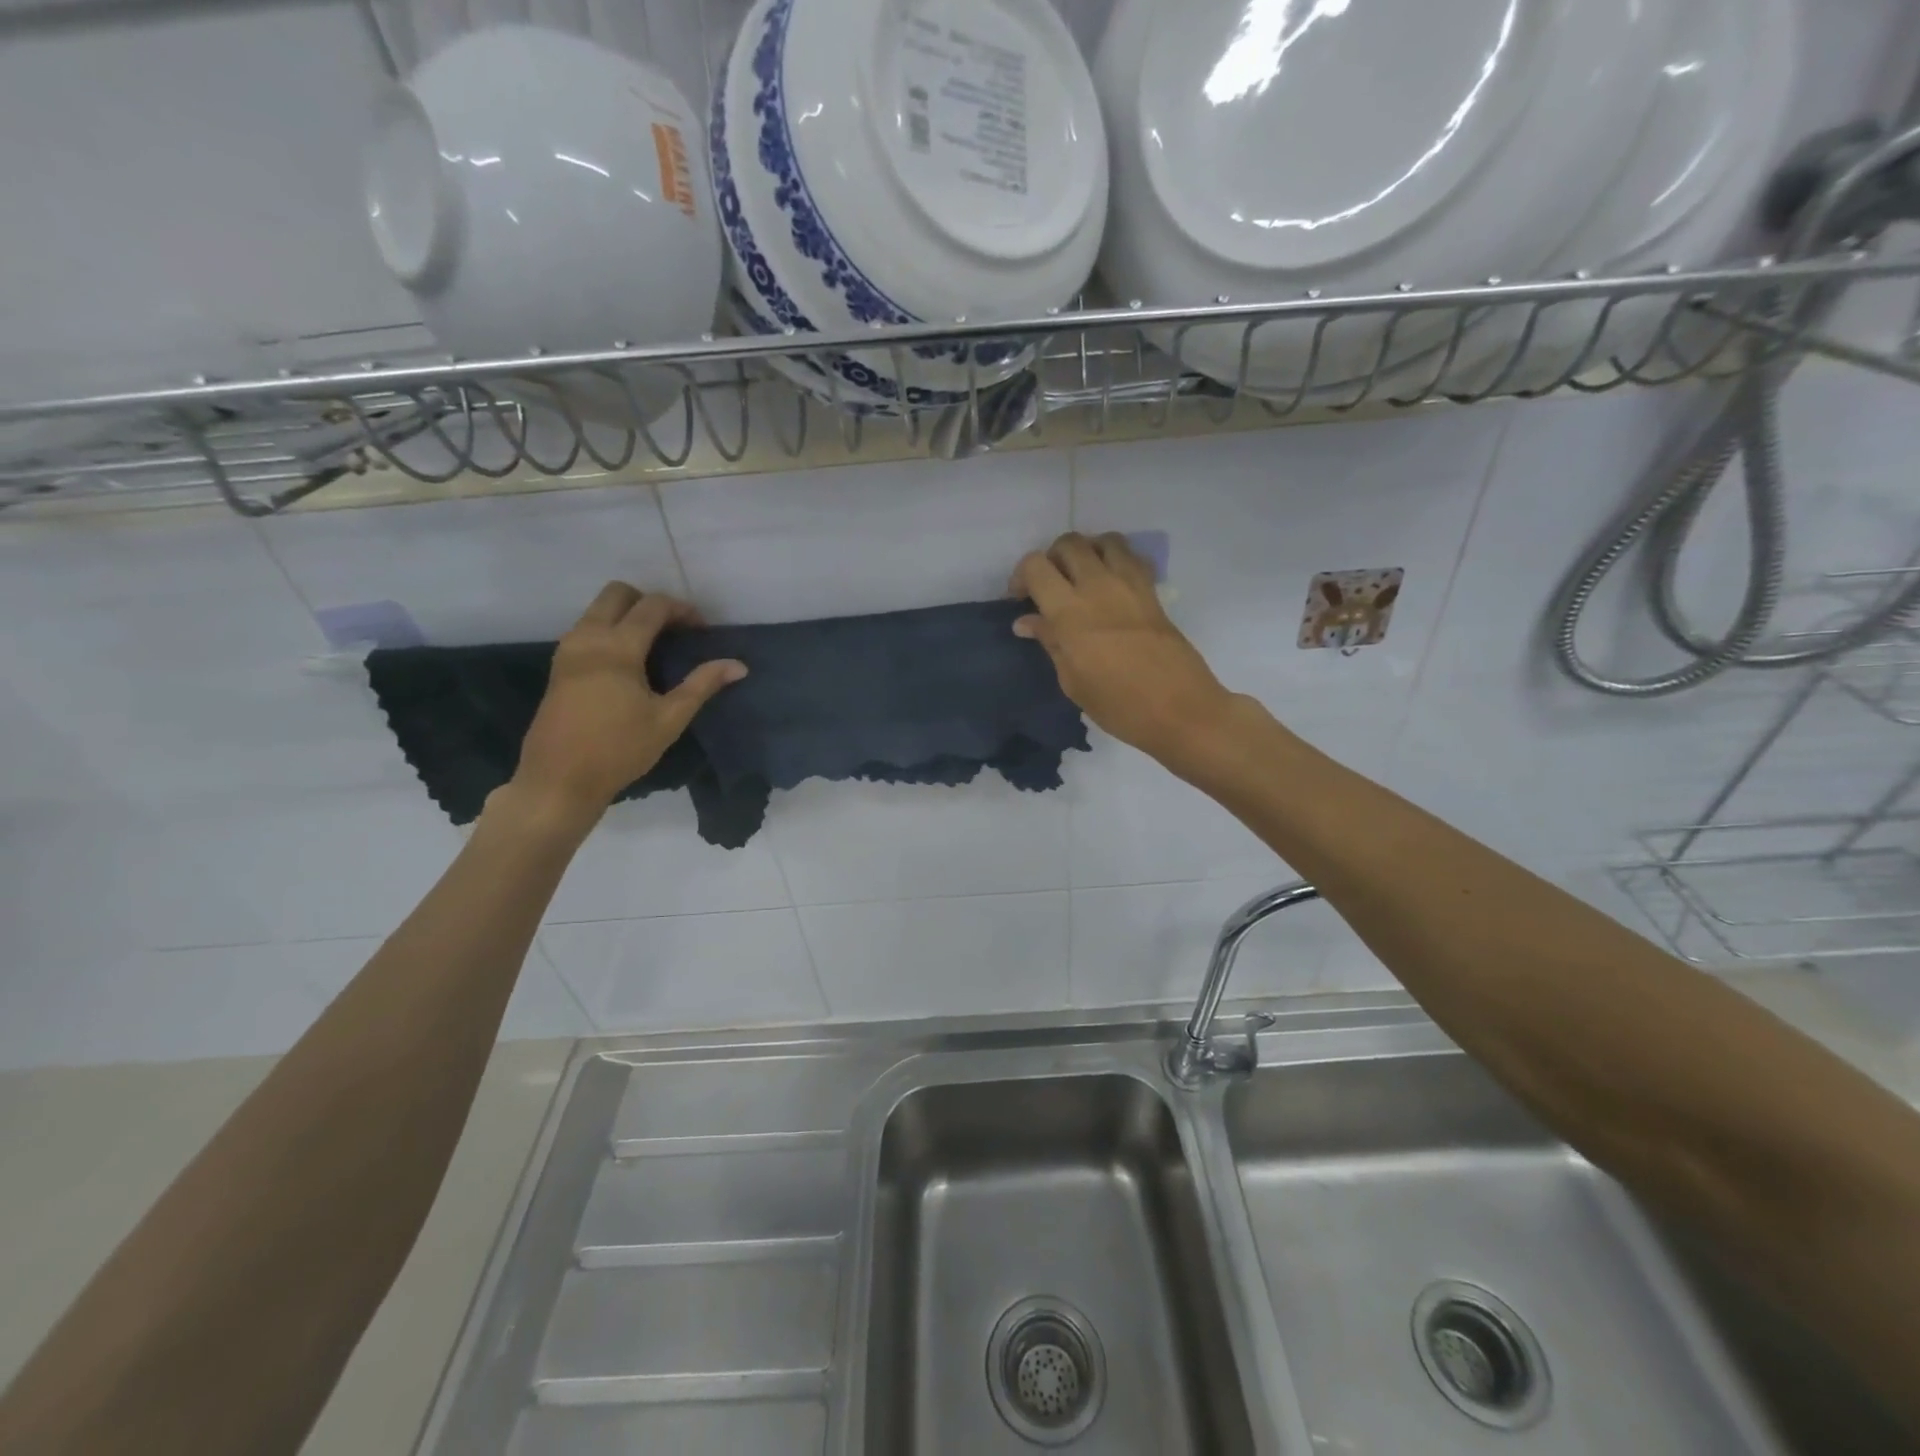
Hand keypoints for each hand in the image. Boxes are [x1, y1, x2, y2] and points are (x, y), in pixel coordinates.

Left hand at [511, 582, 745, 823]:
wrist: (558, 780)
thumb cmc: (619, 750)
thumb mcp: (669, 719)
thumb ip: (702, 685)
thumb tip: (738, 665)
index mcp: (617, 648)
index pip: (652, 606)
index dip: (682, 610)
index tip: (703, 630)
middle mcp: (588, 637)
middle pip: (618, 593)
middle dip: (650, 602)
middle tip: (675, 629)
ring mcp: (568, 650)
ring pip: (598, 609)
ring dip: (628, 615)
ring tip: (656, 645)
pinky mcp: (559, 666)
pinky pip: (587, 628)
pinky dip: (611, 629)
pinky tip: (630, 662)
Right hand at [1012, 533, 1235, 765]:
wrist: (1180, 710)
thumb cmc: (1119, 706)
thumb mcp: (1073, 681)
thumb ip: (1051, 642)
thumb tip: (1028, 622)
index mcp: (1070, 612)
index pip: (1035, 566)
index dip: (1021, 577)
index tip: (1021, 600)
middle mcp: (1098, 587)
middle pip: (1069, 543)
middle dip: (1052, 558)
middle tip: (1050, 587)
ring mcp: (1130, 585)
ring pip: (1104, 540)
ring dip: (1088, 552)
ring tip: (1082, 578)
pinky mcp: (1153, 592)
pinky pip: (1132, 557)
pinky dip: (1117, 561)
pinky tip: (1112, 586)